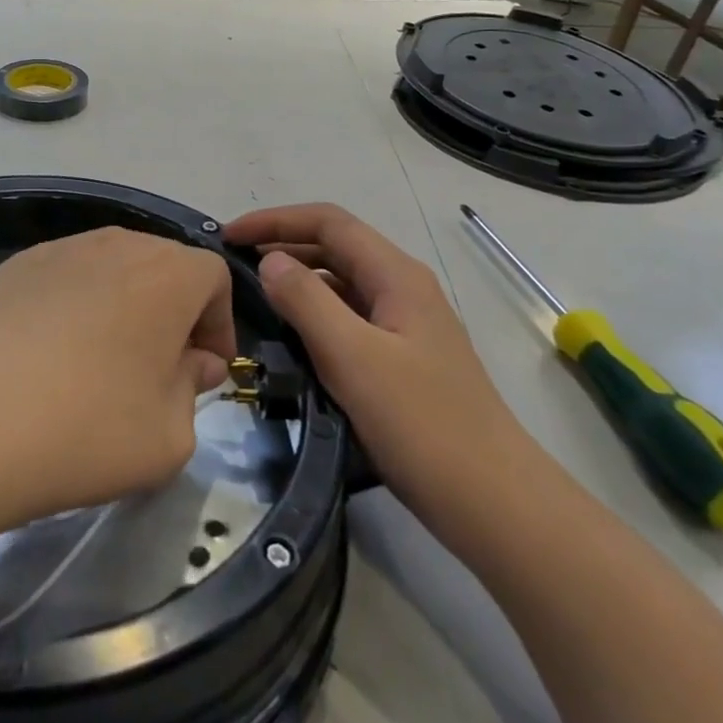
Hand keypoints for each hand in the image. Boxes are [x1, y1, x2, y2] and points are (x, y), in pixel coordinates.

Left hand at [0, 228, 232, 531]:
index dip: (219, 324)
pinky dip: (73, 307)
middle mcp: (113, 244)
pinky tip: (48, 358)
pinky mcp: (10, 268)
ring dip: (123, 308)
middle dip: (174, 313)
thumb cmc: (83, 430)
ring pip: (111, 269)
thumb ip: (193, 390)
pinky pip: (63, 279)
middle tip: (159, 371)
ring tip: (101, 364)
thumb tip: (191, 362)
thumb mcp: (168, 437)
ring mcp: (55, 250)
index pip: (214, 277)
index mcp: (165, 273)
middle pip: (162, 265)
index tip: (205, 372)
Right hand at [225, 203, 541, 544]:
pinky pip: (348, 318)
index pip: (329, 222)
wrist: (493, 502)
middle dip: (282, 244)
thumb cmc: (422, 424)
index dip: (275, 220)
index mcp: (396, 276)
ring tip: (251, 295)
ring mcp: (405, 325)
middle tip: (231, 264)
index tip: (229, 236)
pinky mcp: (401, 359)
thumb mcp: (353, 357)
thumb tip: (269, 260)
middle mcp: (402, 289)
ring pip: (341, 283)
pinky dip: (313, 313)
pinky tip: (289, 336)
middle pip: (335, 247)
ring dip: (296, 279)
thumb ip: (306, 302)